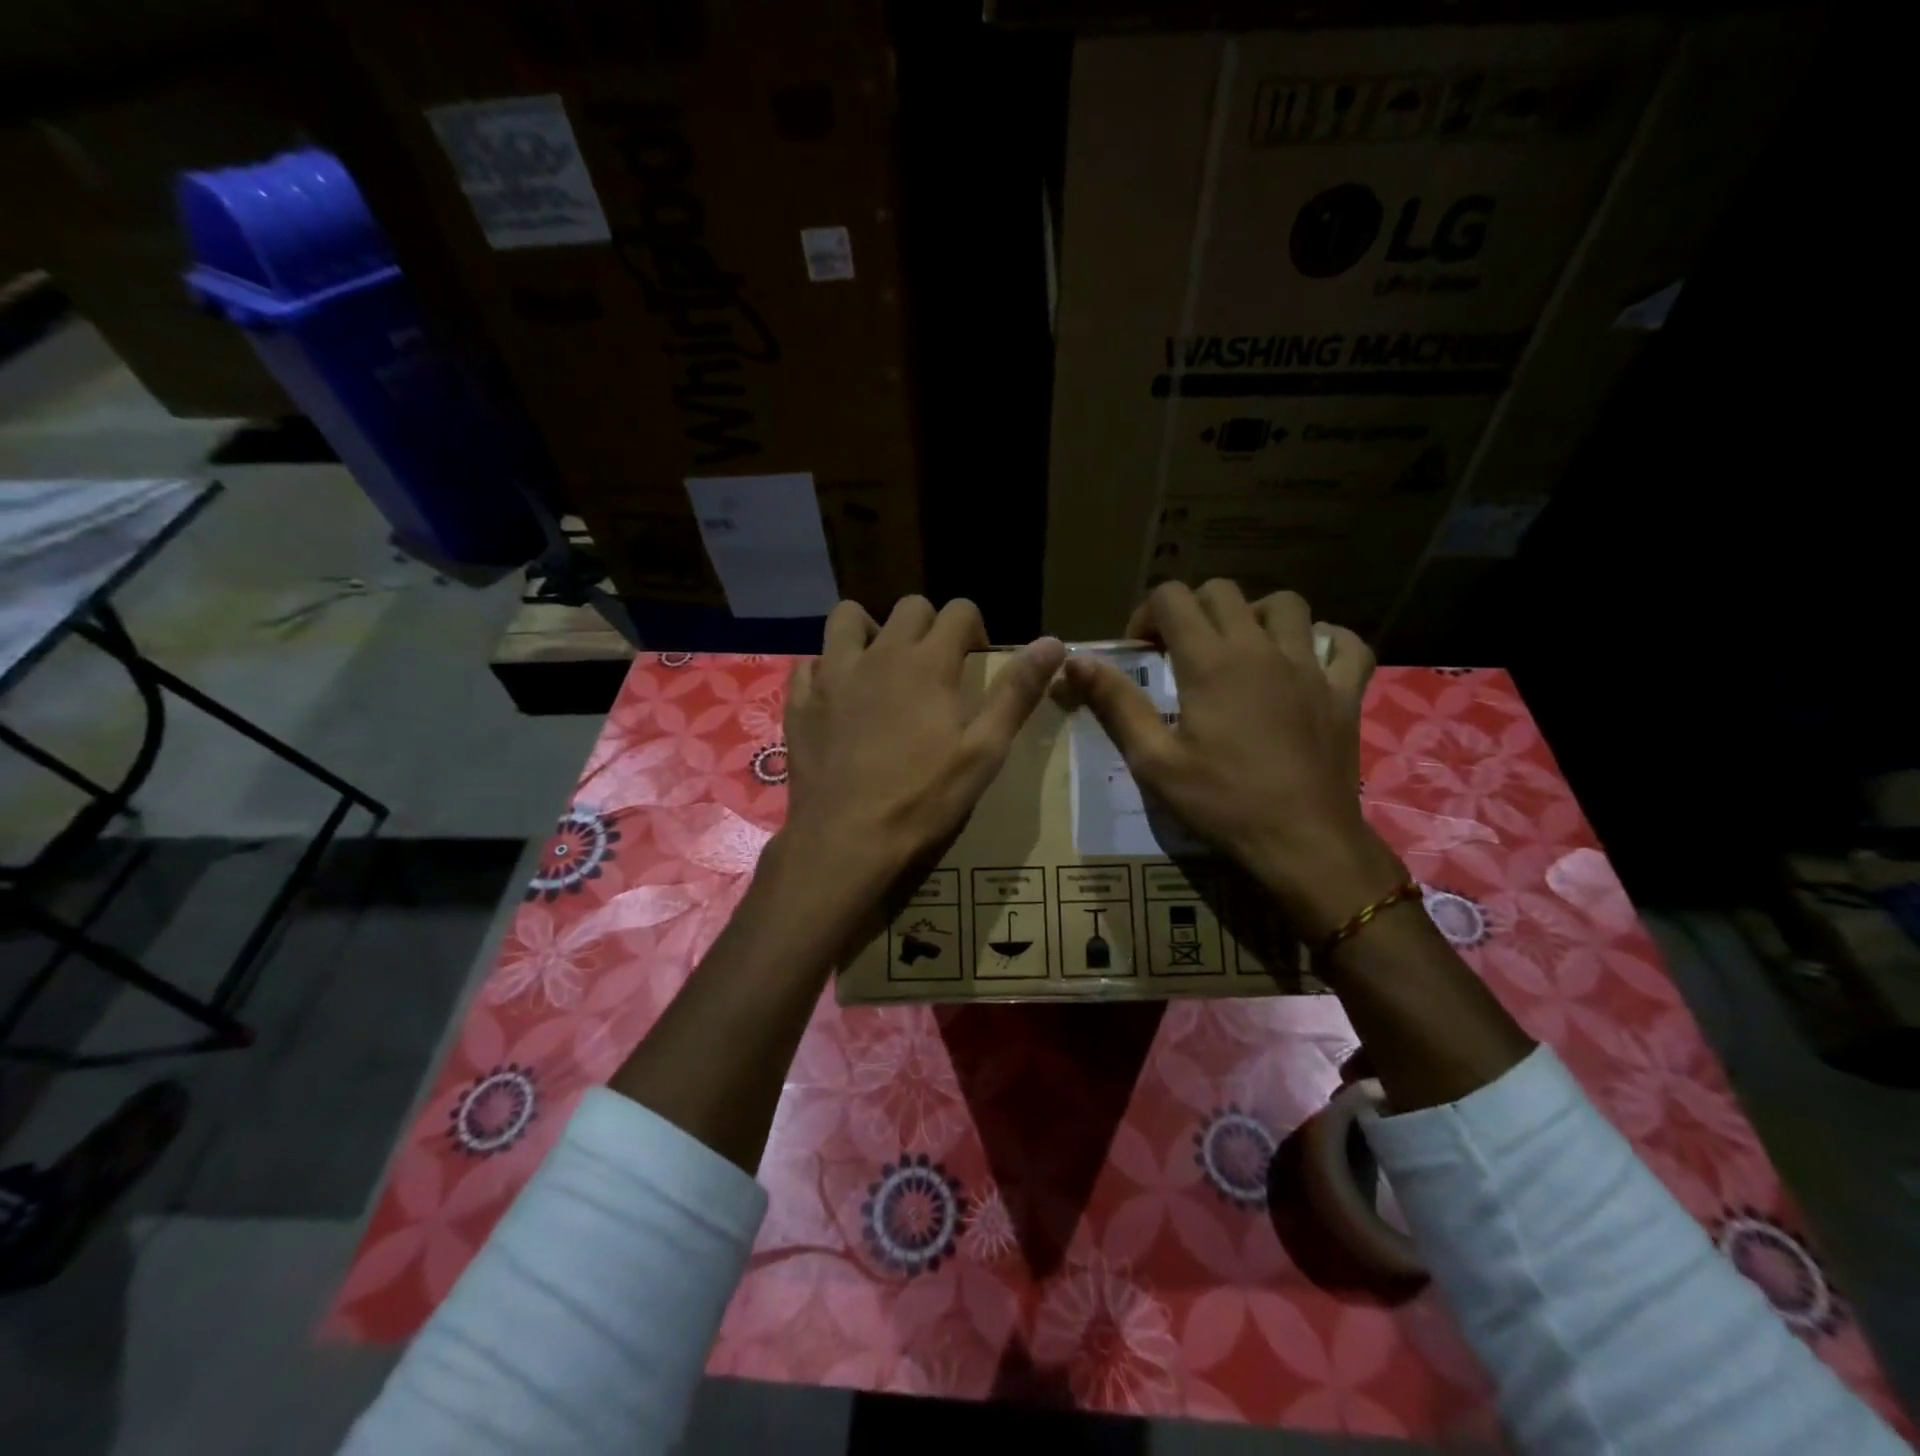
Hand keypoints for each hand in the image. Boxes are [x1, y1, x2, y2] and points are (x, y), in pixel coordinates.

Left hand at [781, 596, 1065, 894]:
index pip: (959, 610)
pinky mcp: (800, 701)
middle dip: (929, 626)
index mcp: (928, 663)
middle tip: (935, 668)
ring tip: (882, 667)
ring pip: (848, 617)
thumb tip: (1055, 642)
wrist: (846, 841)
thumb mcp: (984, 751)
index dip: (974, 628)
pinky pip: (811, 662)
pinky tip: (839, 698)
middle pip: (909, 607)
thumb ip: (1017, 693)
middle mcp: (879, 654)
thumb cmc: (923, 800)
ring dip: (871, 631)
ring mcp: (832, 675)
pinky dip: (828, 669)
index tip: (975, 661)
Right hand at [1062, 580, 1401, 939]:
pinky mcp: (1344, 691)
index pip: (1172, 598)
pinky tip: (1309, 660)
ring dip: (1255, 615)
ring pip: (1285, 605)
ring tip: (1240, 649)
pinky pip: (1346, 644)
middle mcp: (1260, 648)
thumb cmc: (1222, 802)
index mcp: (1211, 661)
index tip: (1139, 651)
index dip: (1146, 614)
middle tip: (1179, 651)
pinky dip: (1325, 642)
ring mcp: (1310, 666)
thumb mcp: (1154, 759)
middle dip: (1191, 610)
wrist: (1303, 842)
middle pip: (1223, 592)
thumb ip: (1115, 703)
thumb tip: (1075, 662)